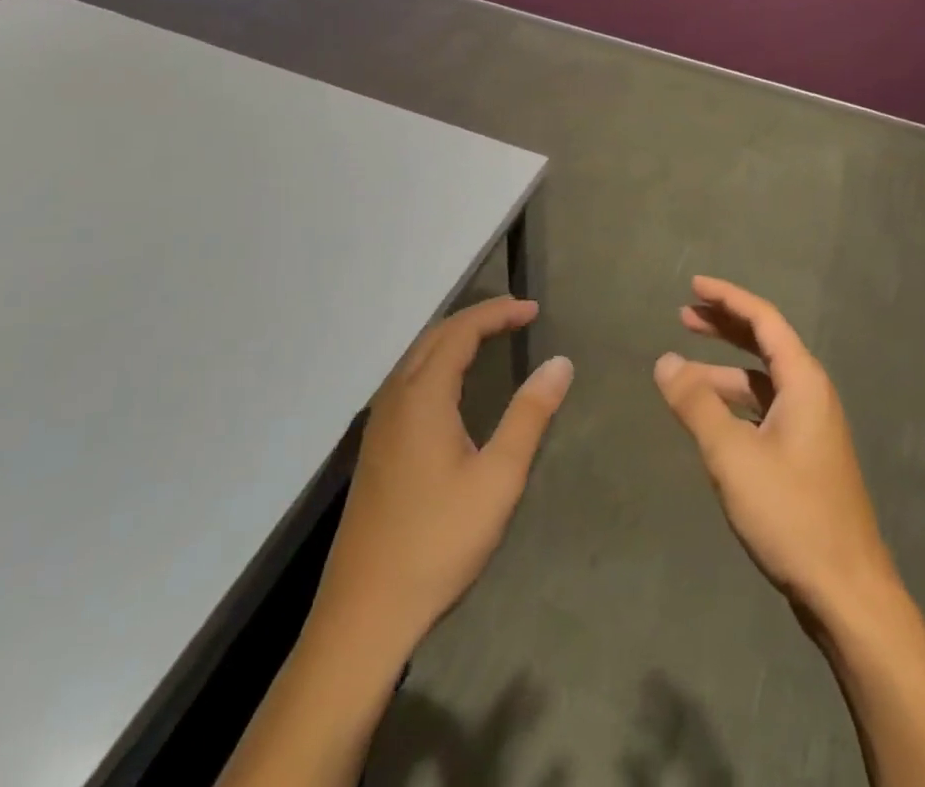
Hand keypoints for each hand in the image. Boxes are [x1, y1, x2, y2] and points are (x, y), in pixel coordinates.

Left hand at [307, 297, 573, 658]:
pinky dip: (438, 363)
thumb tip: (560, 362)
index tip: (534, 310)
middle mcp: (395, 399)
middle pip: (435, 337)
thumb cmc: (438, 542)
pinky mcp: (375, 450)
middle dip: (477, 318)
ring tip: (492, 338)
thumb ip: (529, 415)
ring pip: (417, 358)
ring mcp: (379, 425)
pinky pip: (408, 382)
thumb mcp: (498, 478)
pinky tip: (453, 386)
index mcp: (422, 397)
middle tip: (517, 317)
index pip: (461, 331)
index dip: (498, 313)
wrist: (363, 615)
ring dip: (454, 338)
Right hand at [654, 277, 897, 619]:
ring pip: (762, 382)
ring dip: (723, 371)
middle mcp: (811, 394)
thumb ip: (696, 405)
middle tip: (683, 316)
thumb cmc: (791, 514)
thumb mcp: (733, 456)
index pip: (764, 320)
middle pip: (764, 344)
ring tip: (681, 374)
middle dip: (724, 327)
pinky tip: (709, 419)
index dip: (728, 298)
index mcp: (803, 381)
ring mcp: (811, 426)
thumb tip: (664, 362)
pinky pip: (764, 410)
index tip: (693, 285)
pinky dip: (734, 403)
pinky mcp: (805, 456)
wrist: (846, 591)